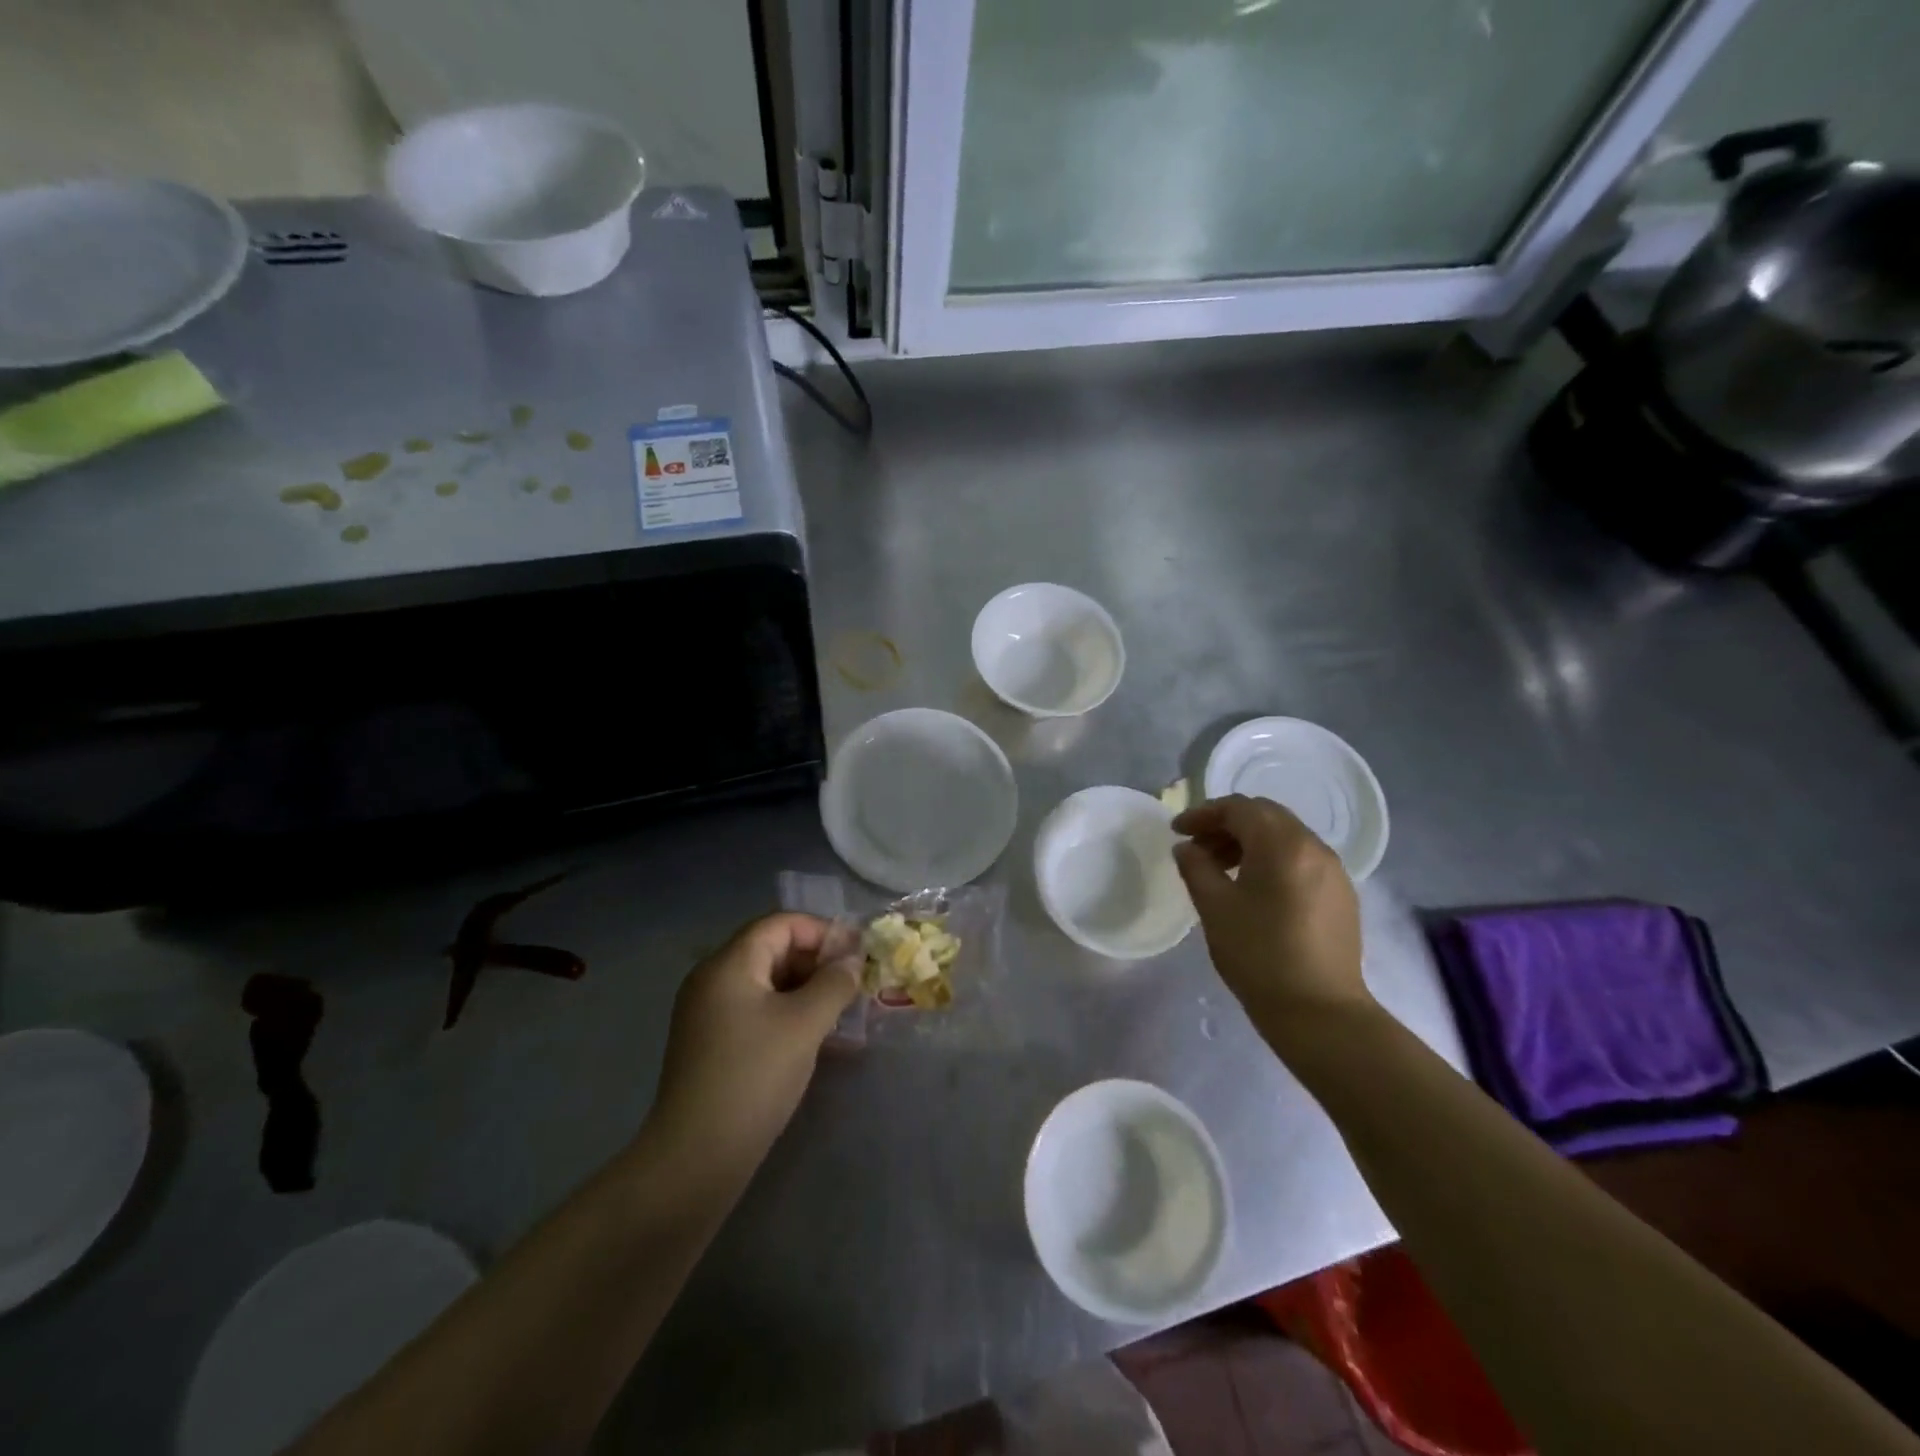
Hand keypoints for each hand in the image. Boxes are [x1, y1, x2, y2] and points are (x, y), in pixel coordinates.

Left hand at [647, 913, 861, 1165]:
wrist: (695, 1159)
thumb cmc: (753, 1077)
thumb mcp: (805, 1024)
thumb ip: (835, 983)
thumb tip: (853, 959)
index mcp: (729, 964)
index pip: (781, 924)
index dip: (823, 932)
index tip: (858, 955)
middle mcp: (713, 979)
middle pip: (773, 949)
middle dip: (818, 962)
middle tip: (855, 985)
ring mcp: (709, 1014)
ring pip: (768, 983)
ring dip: (807, 990)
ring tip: (843, 1012)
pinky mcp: (713, 1044)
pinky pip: (757, 1011)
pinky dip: (789, 1014)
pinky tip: (818, 1038)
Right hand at [1172, 795, 1371, 1029]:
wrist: (1320, 1013)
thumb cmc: (1259, 955)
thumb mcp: (1215, 908)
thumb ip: (1195, 868)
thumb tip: (1187, 848)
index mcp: (1283, 845)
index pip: (1239, 809)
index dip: (1203, 814)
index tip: (1177, 831)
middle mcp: (1314, 847)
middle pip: (1266, 816)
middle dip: (1227, 824)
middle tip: (1197, 846)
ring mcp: (1334, 871)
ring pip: (1285, 837)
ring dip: (1250, 842)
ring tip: (1220, 868)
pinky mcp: (1341, 895)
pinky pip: (1301, 859)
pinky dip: (1272, 859)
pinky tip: (1253, 888)